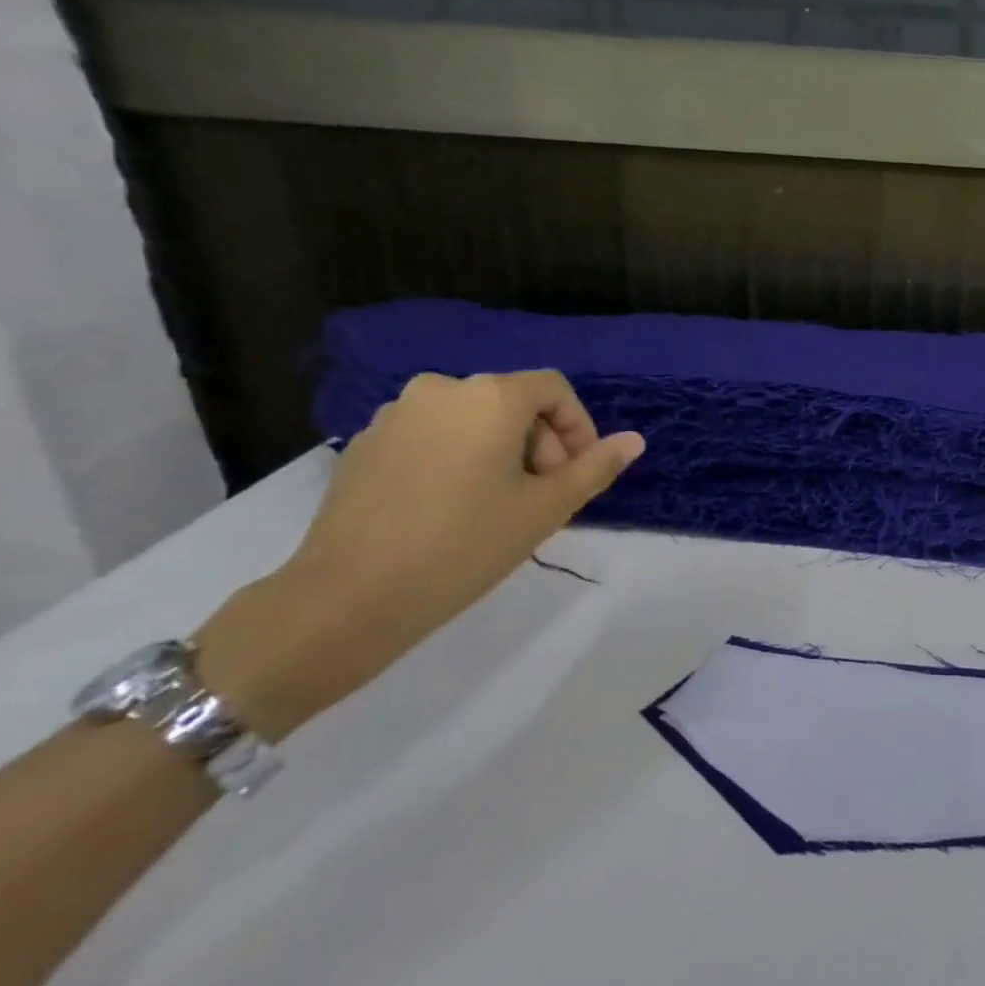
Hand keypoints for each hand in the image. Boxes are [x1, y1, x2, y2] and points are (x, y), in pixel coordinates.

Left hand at [202, 372, 643, 736]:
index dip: (578, 426)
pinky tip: (450, 507)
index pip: (554, 389)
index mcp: (490, 397)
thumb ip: (595, 467)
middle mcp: (441, 389)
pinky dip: (457, 457)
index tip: (577, 474)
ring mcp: (396, 414)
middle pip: (512, 401)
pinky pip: (432, 435)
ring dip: (500, 450)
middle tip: (543, 496)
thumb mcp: (546, 509)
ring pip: (471, 419)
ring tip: (498, 505)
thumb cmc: (466, 545)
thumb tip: (635, 440)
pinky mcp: (365, 443)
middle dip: (540, 442)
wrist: (349, 596)